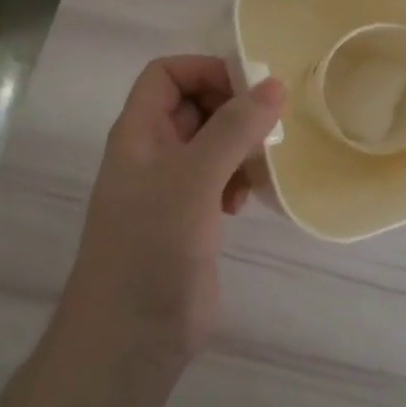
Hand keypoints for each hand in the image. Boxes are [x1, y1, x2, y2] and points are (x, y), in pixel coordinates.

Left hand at [62, 56, 285, 364]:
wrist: (131, 335)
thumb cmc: (153, 244)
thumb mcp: (194, 177)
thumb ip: (234, 128)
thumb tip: (274, 84)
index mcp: (138, 133)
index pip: (166, 74)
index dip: (205, 71)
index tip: (250, 89)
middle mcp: (152, 153)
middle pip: (193, 105)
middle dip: (232, 110)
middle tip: (268, 127)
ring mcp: (170, 188)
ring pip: (210, 144)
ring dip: (239, 147)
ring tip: (259, 167)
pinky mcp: (189, 220)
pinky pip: (218, 180)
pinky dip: (237, 180)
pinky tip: (246, 202)